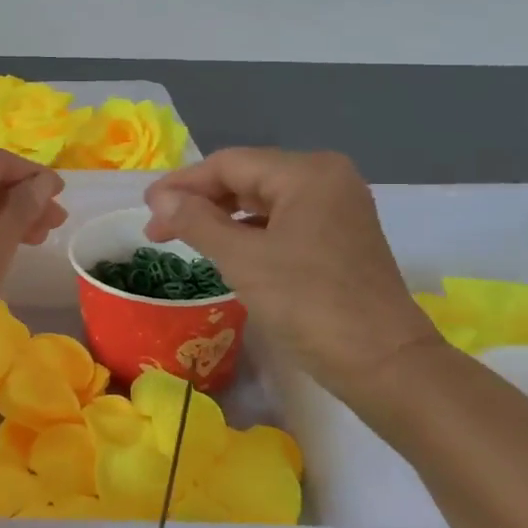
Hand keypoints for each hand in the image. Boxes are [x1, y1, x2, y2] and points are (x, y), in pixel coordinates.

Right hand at [143, 148, 438, 394]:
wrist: (383, 362)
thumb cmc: (309, 303)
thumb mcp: (243, 260)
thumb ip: (196, 222)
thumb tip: (159, 199)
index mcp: (306, 173)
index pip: (229, 164)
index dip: (182, 184)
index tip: (145, 208)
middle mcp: (326, 179)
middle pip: (246, 178)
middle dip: (199, 201)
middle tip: (158, 230)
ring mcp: (337, 208)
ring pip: (262, 201)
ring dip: (220, 218)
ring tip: (183, 239)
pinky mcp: (339, 237)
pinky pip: (281, 221)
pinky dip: (248, 232)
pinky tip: (224, 250)